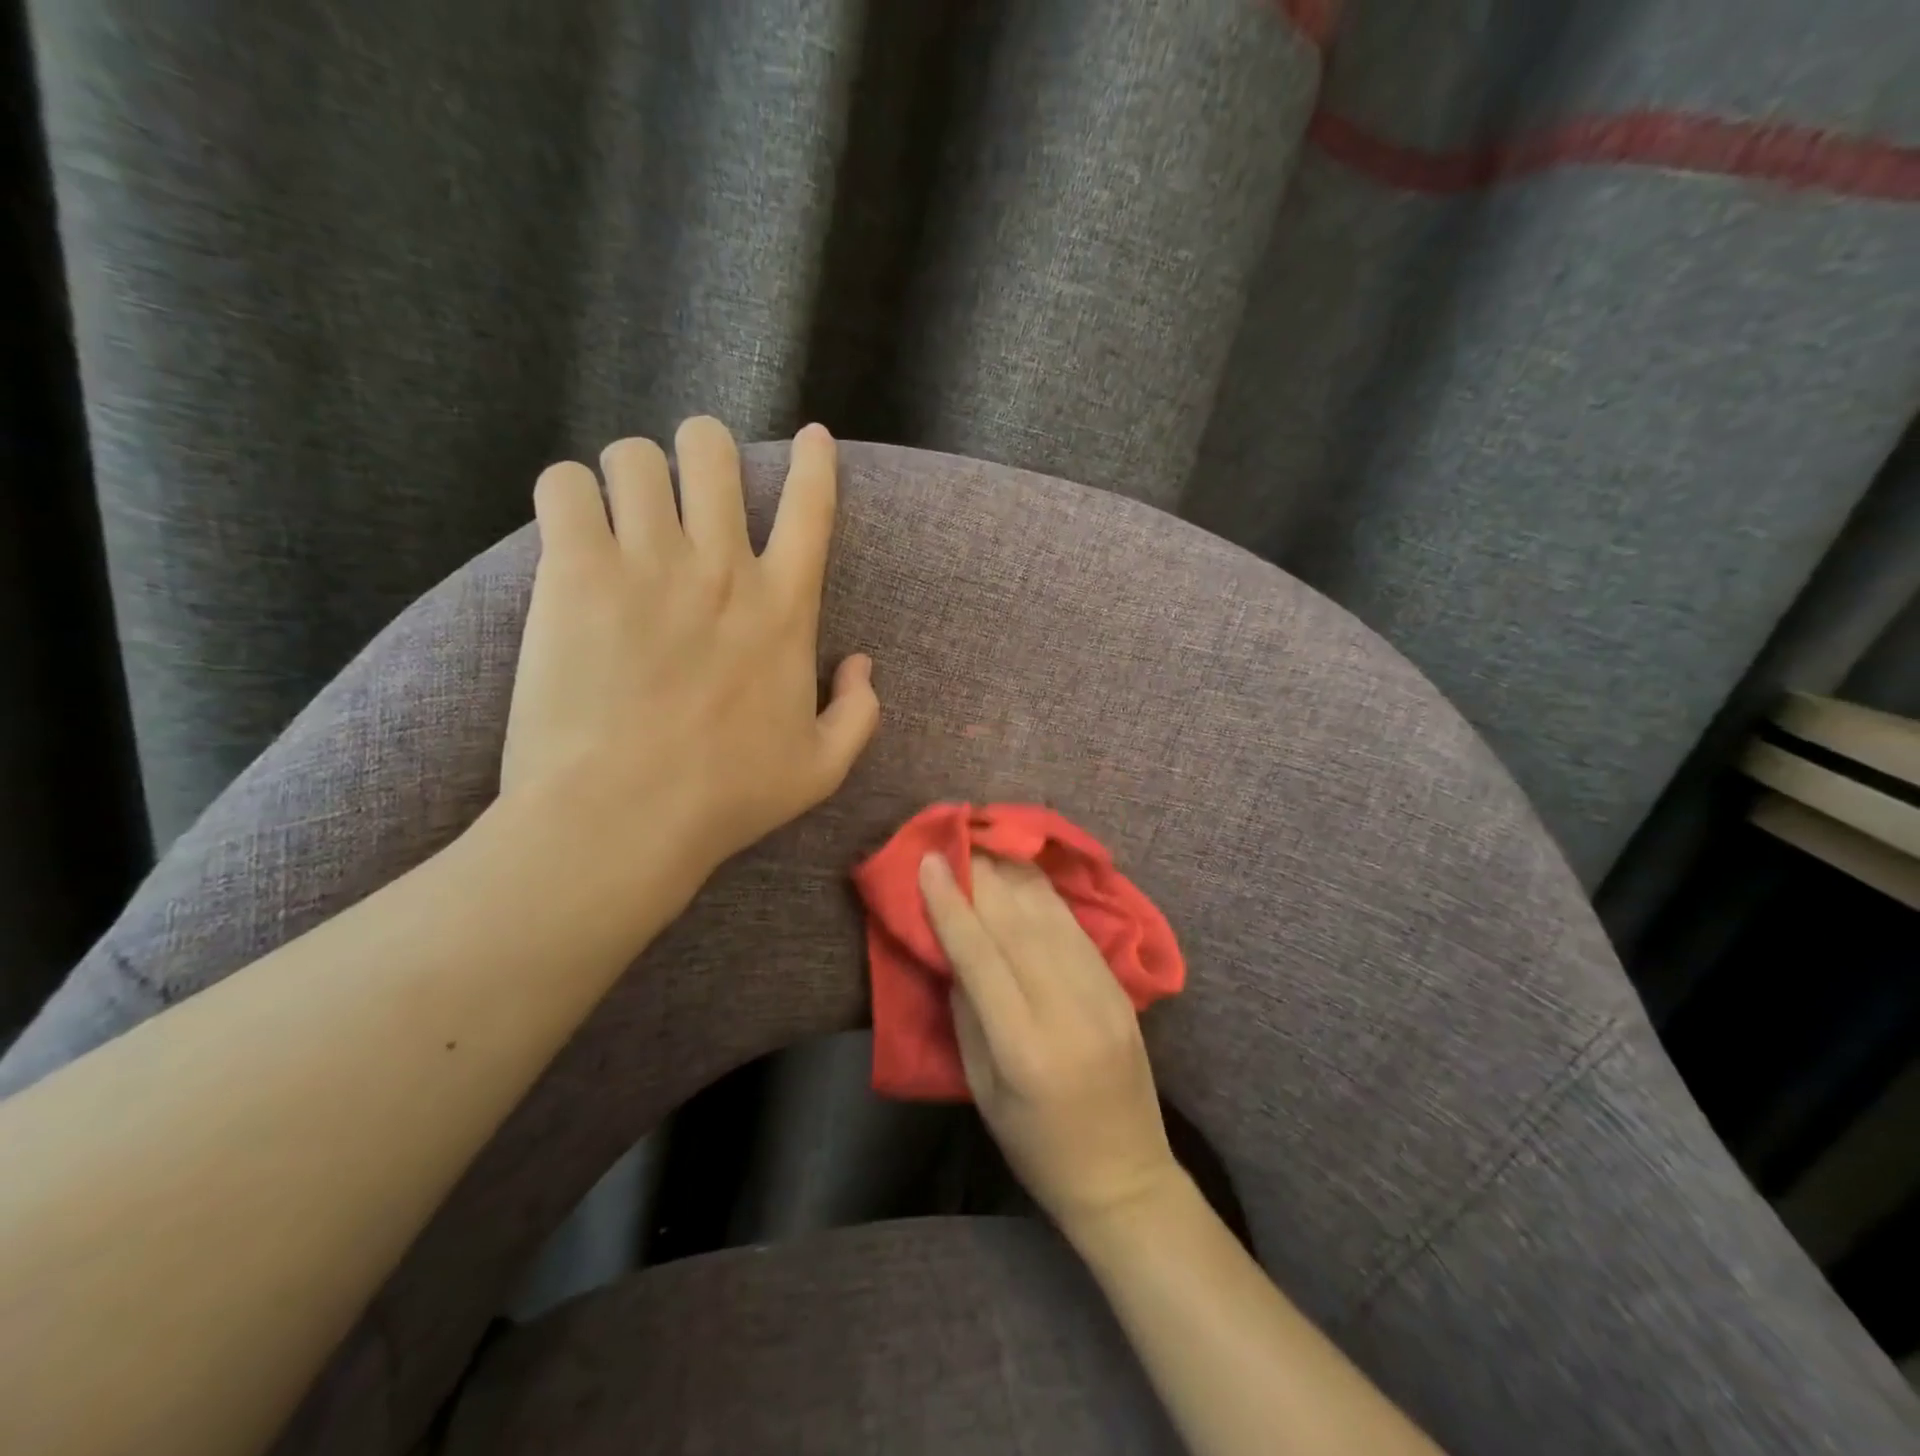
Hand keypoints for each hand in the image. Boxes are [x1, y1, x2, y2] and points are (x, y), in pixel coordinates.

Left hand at [500, 417, 879, 889]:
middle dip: (702, 451)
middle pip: (712, 450)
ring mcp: (649, 563)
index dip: (815, 463)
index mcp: (785, 609)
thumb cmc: (727, 797)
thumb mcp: (822, 769)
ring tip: (620, 511)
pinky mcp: (577, 572)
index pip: (812, 509)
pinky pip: (565, 484)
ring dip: (630, 475)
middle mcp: (723, 568)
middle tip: (686, 486)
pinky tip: (570, 532)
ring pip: (634, 456)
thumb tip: (863, 664)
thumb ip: (859, 713)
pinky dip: (567, 497)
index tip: (813, 438)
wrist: (625, 818)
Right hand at [920, 852, 1180, 1235]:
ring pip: (1051, 919)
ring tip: (988, 844)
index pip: (981, 957)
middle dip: (982, 876)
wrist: (1126, 1177)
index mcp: (1024, 1048)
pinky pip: (1078, 931)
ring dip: (1015, 875)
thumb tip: (956, 950)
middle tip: (955, 840)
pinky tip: (1028, 875)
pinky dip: (1048, 897)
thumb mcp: (984, 1092)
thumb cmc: (1037, 1148)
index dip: (952, 904)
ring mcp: (1103, 997)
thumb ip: (969, 1015)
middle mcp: (1067, 1011)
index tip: (929, 863)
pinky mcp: (1121, 992)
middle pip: (1018, 926)